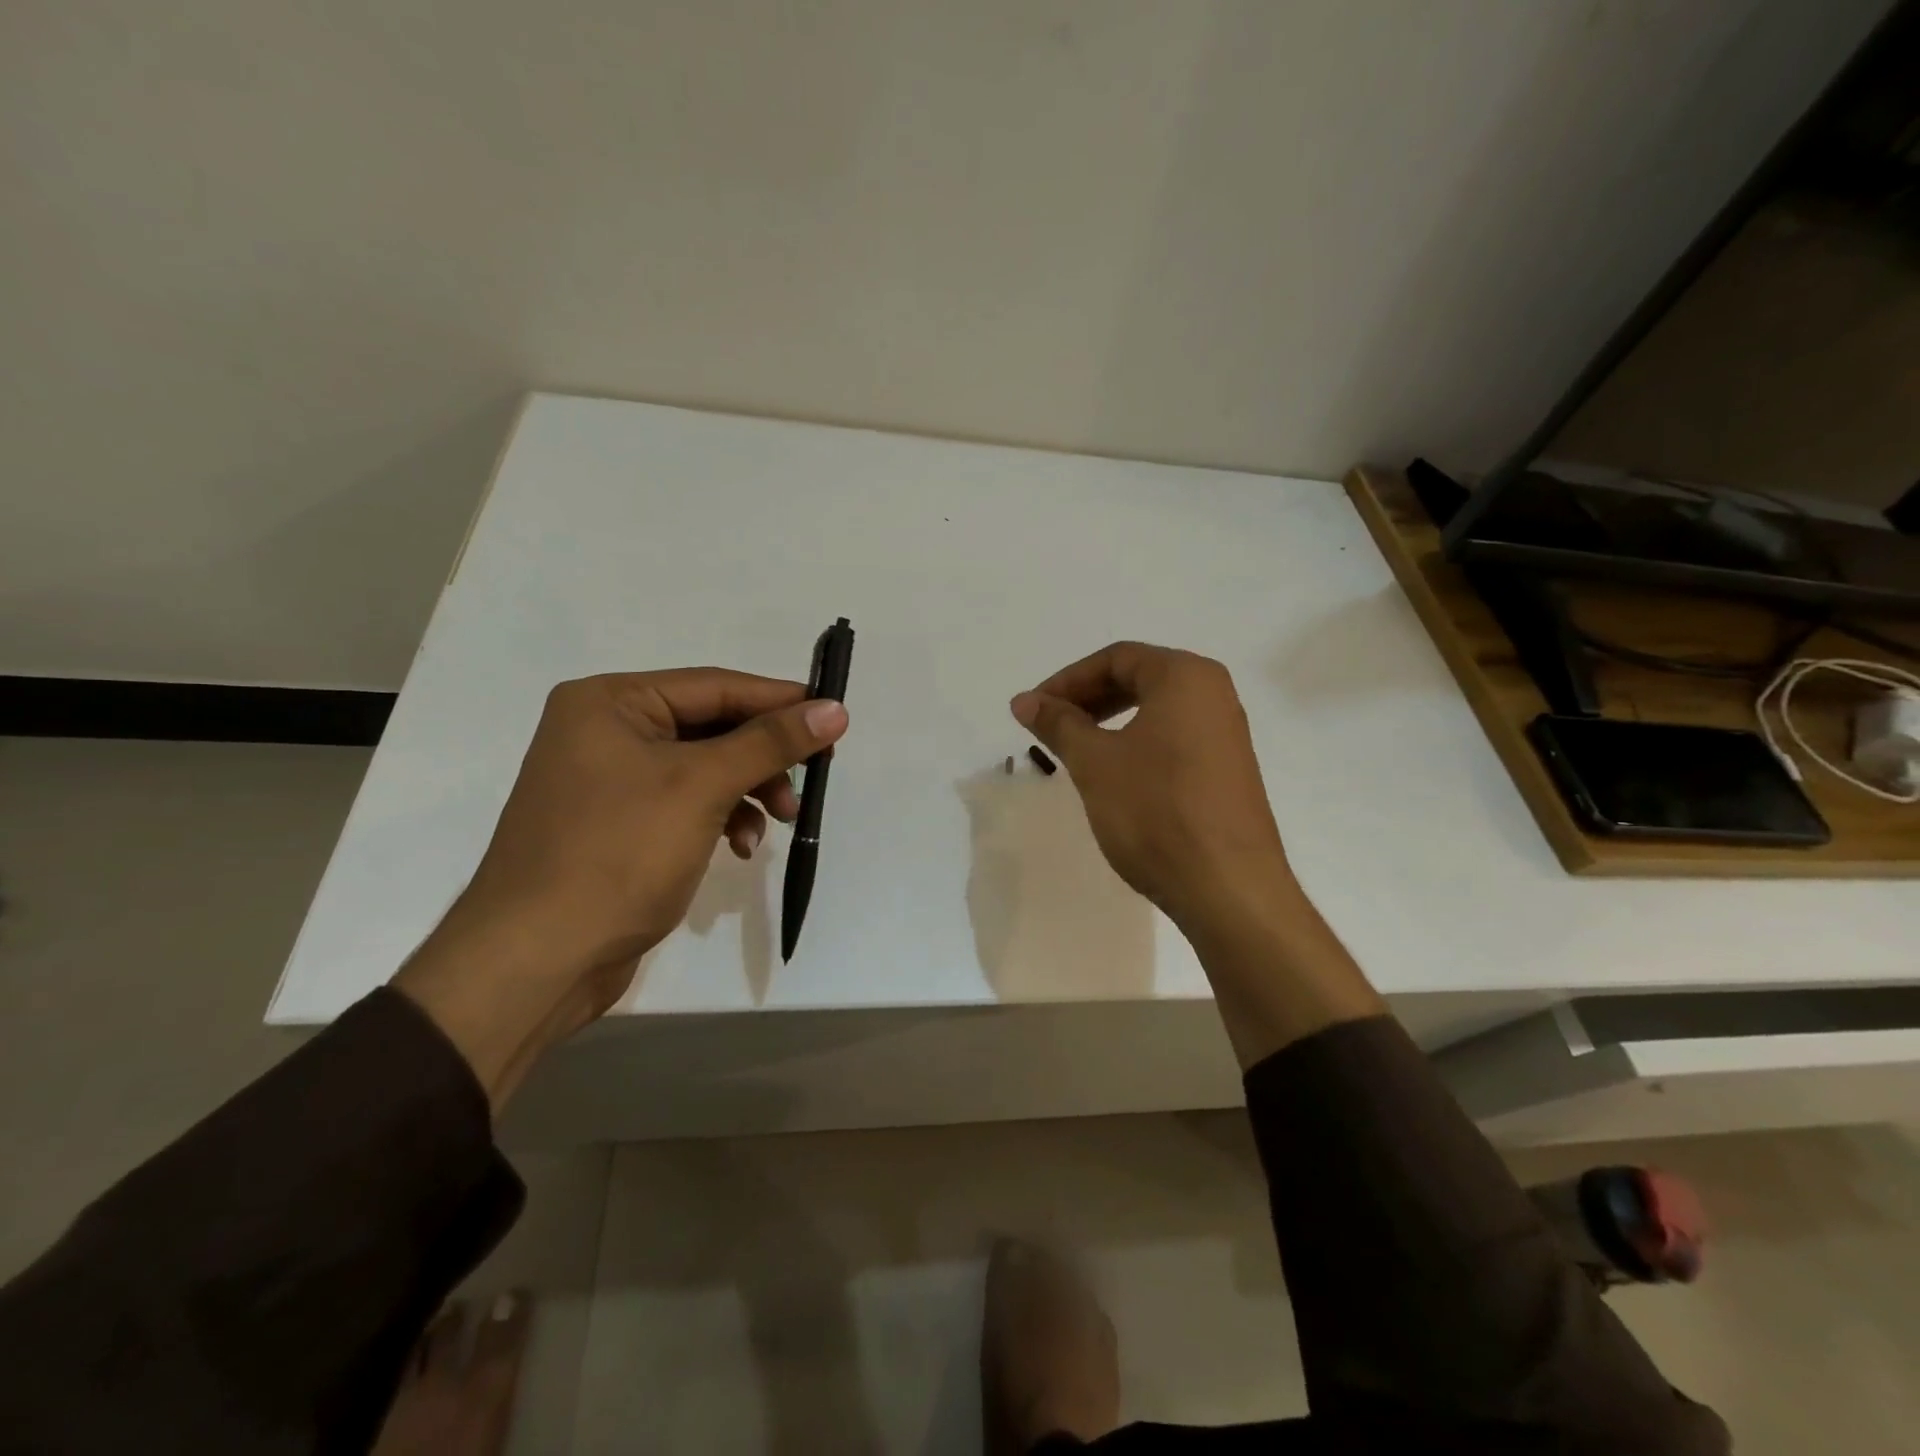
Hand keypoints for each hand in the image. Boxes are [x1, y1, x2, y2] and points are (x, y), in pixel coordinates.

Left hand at [395, 669, 848, 1109]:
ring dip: (748, 789)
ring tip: (781, 818)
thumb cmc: (617, 854)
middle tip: (812, 775)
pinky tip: (741, 846)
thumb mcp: (702, 787)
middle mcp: (605, 731)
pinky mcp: (620, 824)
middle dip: (764, 755)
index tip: (835, 715)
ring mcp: (610, 780)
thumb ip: (770, 743)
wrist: (537, 960)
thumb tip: (835, 709)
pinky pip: (686, 802)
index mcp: (610, 702)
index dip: (779, 700)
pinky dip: (722, 817)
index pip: (715, 686)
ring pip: (704, 767)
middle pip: (711, 726)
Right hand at [1010, 642, 1288, 930]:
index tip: (1034, 709)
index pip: (1117, 658)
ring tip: (1076, 750)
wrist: (1228, 888)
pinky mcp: (1229, 770)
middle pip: (1139, 679)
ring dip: (1110, 722)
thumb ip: (1058, 723)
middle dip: (1088, 698)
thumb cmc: (1156, 811)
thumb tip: (1024, 700)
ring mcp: (1227, 734)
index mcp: (1186, 677)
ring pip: (1157, 711)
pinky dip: (1137, 744)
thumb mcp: (1095, 762)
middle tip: (1051, 725)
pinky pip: (1174, 738)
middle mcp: (1214, 694)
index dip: (1067, 680)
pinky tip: (1115, 776)